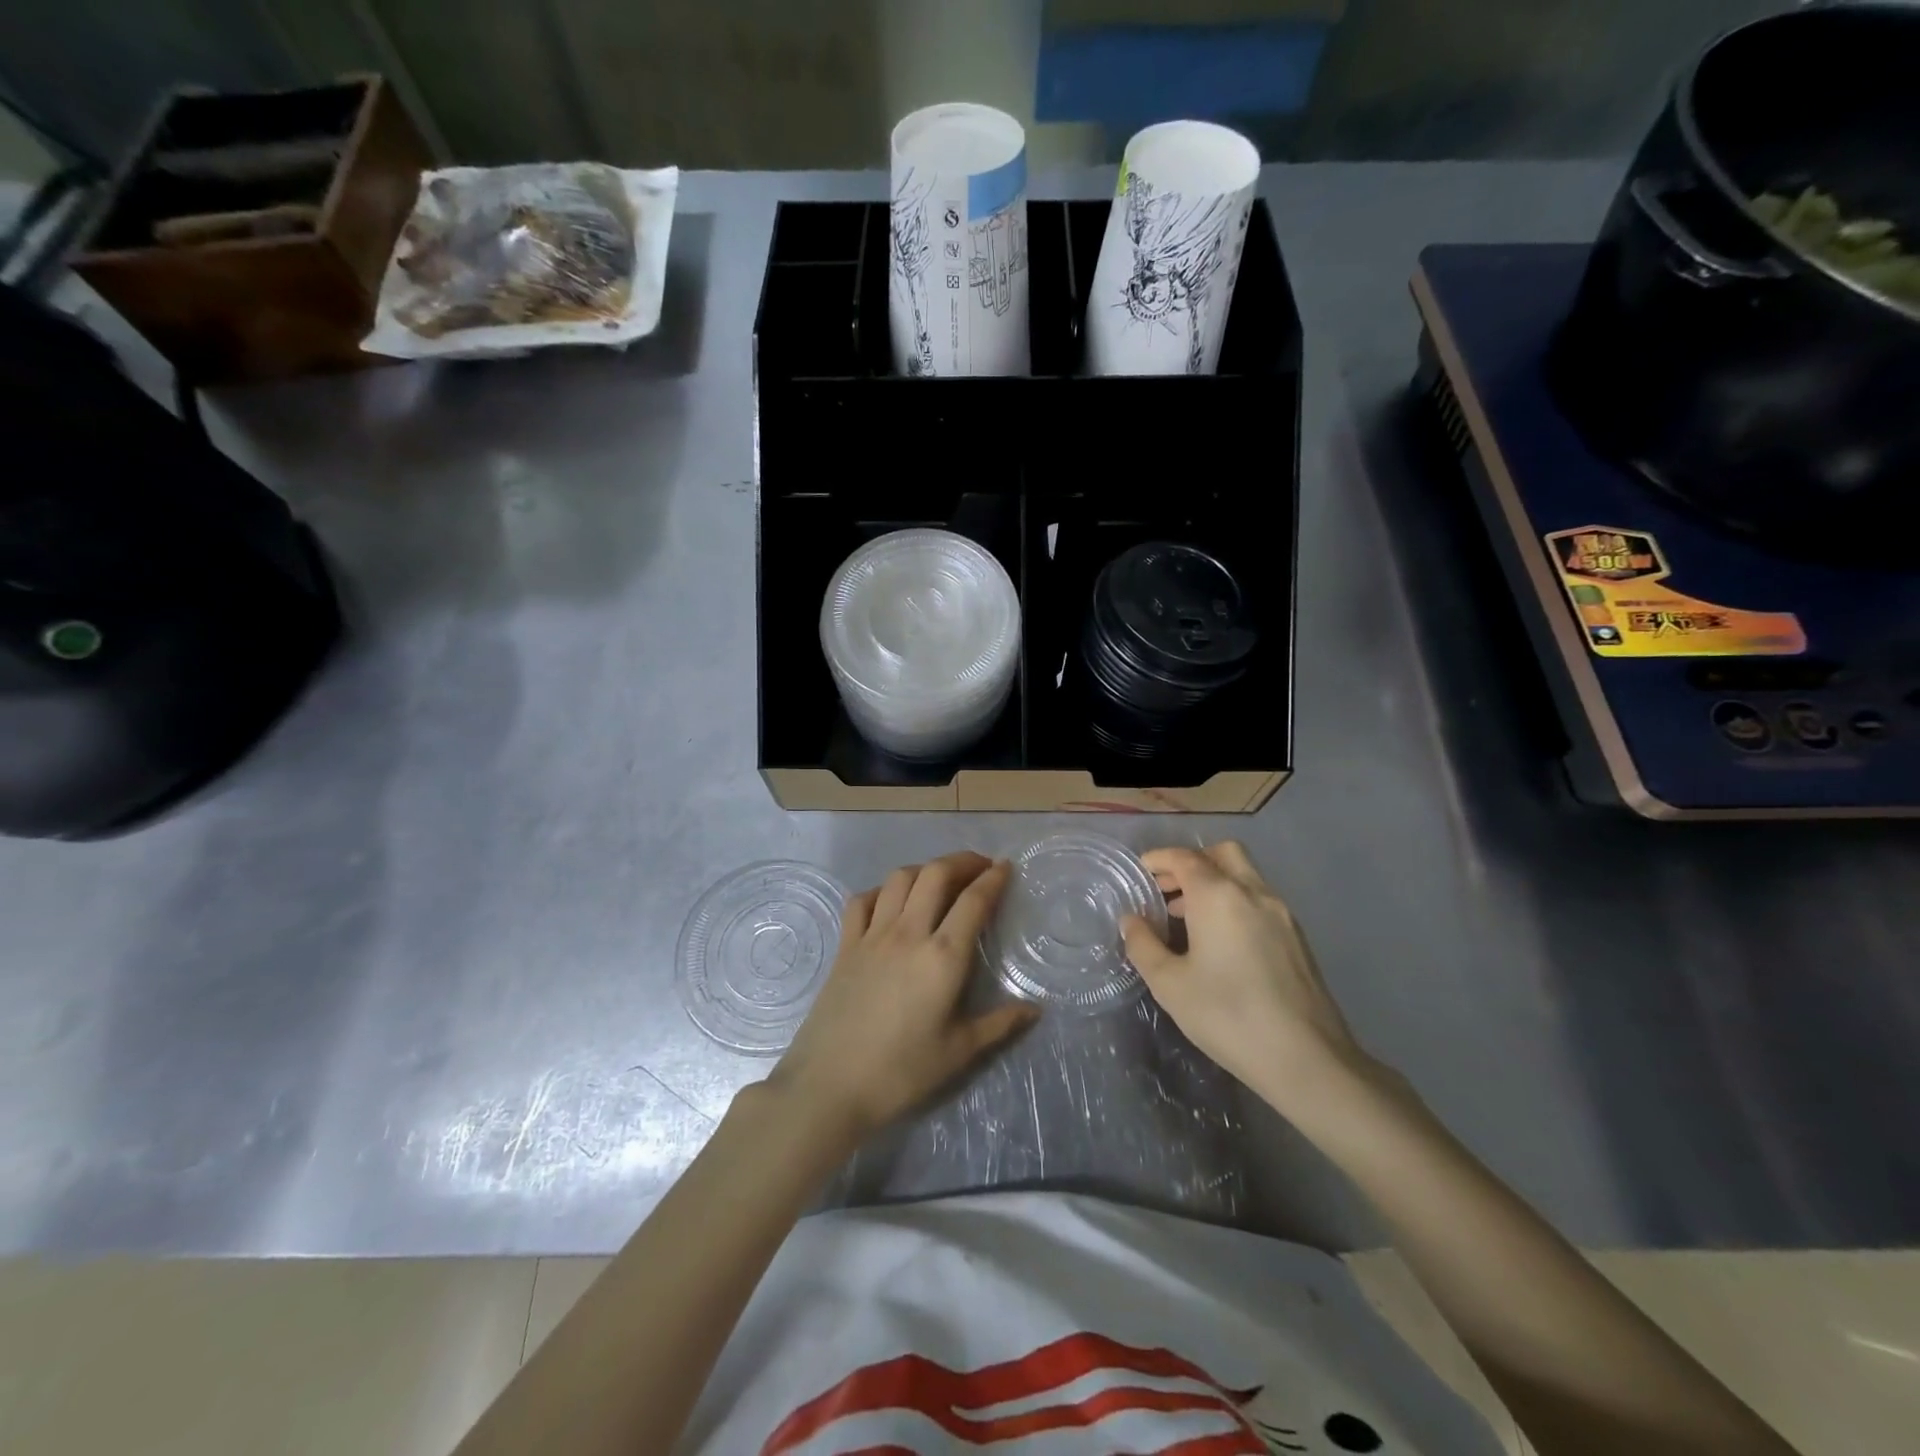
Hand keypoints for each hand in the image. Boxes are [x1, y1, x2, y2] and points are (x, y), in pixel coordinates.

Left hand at [769, 852, 1038, 1142]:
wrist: (829, 1085)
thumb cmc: (901, 1072)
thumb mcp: (958, 1052)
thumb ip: (999, 1024)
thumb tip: (1034, 1009)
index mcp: (943, 957)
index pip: (974, 902)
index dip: (994, 879)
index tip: (1006, 867)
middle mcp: (909, 933)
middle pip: (936, 874)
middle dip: (962, 861)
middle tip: (979, 866)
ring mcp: (872, 936)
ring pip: (900, 879)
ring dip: (924, 869)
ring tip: (940, 879)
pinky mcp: (845, 945)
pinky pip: (863, 900)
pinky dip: (881, 891)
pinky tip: (890, 901)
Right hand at [1122, 842, 1373, 1117]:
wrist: (1307, 1059)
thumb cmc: (1228, 1015)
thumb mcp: (1169, 984)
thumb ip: (1143, 945)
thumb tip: (1131, 920)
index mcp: (1218, 895)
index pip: (1184, 857)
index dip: (1158, 859)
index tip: (1140, 873)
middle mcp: (1253, 892)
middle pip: (1222, 854)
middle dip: (1191, 863)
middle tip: (1167, 891)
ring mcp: (1281, 914)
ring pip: (1245, 876)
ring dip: (1214, 883)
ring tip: (1187, 920)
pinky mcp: (1297, 938)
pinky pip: (1259, 901)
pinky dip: (1234, 903)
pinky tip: (1221, 942)